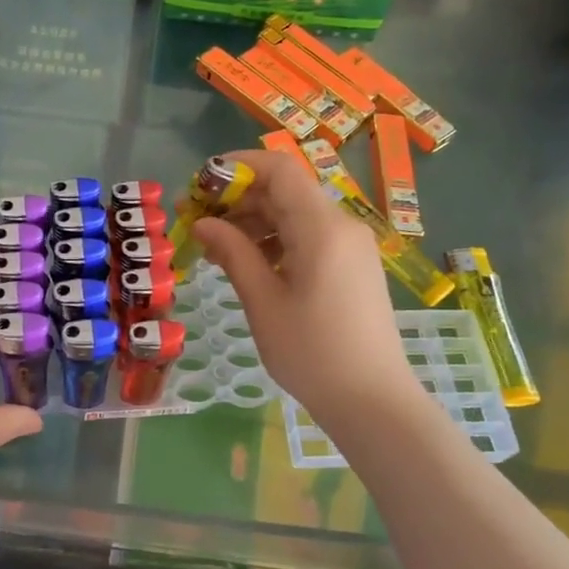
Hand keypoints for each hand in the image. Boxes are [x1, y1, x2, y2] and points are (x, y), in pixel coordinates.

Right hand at [194, 149, 411, 424]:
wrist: (373, 401)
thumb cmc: (312, 352)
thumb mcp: (263, 301)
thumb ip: (233, 252)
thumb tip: (203, 223)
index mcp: (321, 227)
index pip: (278, 169)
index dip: (235, 167)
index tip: (198, 186)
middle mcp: (341, 225)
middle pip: (285, 190)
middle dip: (238, 198)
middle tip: (196, 222)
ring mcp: (350, 245)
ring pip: (295, 213)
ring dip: (254, 221)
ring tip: (216, 249)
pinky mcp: (351, 265)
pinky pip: (308, 236)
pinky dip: (276, 240)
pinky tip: (249, 264)